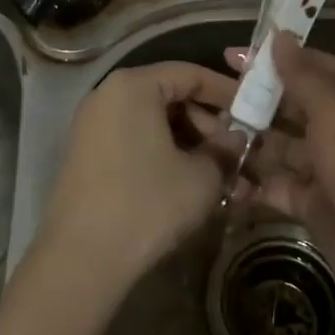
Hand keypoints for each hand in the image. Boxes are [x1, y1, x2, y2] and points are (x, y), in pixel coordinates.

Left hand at [38, 61, 242, 293]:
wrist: (81, 260)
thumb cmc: (147, 205)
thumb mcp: (201, 177)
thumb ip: (225, 150)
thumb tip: (237, 139)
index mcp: (133, 86)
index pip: (190, 74)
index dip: (226, 92)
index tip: (253, 112)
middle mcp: (108, 95)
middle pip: (170, 96)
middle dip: (208, 123)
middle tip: (237, 150)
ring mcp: (93, 125)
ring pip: (153, 121)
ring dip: (189, 143)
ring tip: (219, 174)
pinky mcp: (87, 155)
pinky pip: (135, 140)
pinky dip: (164, 153)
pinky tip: (188, 183)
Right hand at [228, 30, 334, 303]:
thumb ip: (302, 74)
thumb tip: (279, 35)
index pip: (311, 65)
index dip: (274, 59)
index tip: (231, 56)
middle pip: (292, 103)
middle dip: (256, 100)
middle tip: (212, 95)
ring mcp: (327, 164)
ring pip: (280, 143)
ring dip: (249, 137)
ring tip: (208, 130)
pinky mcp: (311, 199)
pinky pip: (276, 181)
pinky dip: (252, 179)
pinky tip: (220, 170)